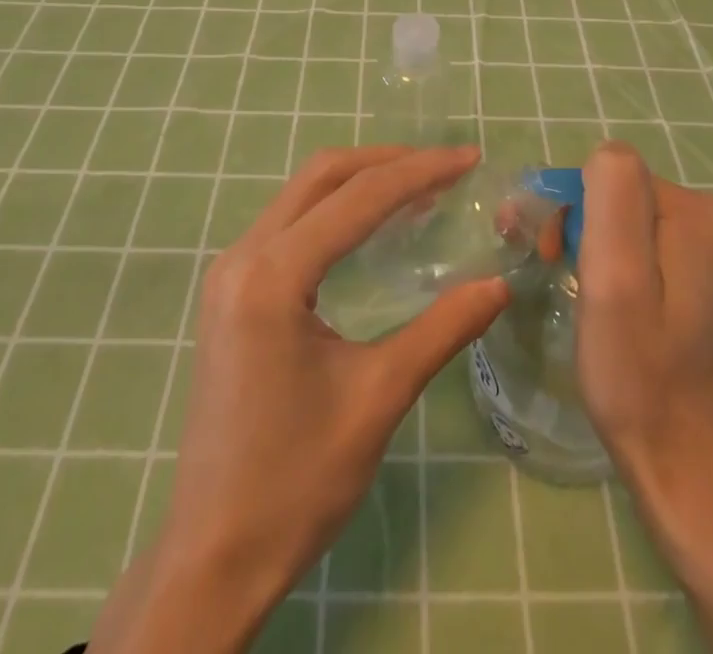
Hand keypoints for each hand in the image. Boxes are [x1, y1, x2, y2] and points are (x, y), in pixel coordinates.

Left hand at [91, 145, 509, 652]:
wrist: (214, 553)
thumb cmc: (297, 481)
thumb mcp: (378, 398)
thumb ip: (441, 330)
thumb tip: (498, 284)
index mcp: (272, 276)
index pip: (357, 198)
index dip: (419, 172)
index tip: (469, 159)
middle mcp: (243, 256)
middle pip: (322, 176)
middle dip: (387, 163)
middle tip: (445, 167)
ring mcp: (230, 271)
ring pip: (302, 194)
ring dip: (360, 181)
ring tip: (419, 188)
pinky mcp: (231, 291)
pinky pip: (289, 224)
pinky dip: (335, 210)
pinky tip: (371, 227)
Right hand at [576, 139, 712, 488]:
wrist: (691, 474)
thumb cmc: (639, 375)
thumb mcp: (614, 279)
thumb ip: (614, 197)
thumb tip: (606, 157)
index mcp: (700, 215)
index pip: (612, 175)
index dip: (572, 209)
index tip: (553, 257)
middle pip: (627, 198)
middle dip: (584, 226)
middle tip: (560, 274)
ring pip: (639, 226)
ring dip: (601, 248)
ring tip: (585, 296)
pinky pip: (659, 256)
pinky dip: (629, 271)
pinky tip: (620, 313)